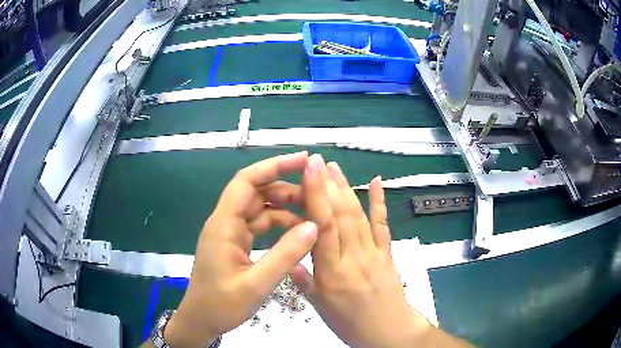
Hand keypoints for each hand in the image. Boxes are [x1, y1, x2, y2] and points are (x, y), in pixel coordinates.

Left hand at [164, 152, 318, 347]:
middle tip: (316, 191)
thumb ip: (285, 256)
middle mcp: (226, 222)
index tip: (303, 160)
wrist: (201, 320)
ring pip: (260, 209)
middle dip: (285, 187)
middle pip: (256, 192)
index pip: (247, 182)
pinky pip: (259, 226)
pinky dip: (279, 225)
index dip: (274, 166)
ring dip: (285, 207)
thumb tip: (313, 226)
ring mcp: (230, 233)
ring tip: (313, 213)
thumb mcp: (256, 284)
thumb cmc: (221, 304)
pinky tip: (297, 232)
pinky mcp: (235, 244)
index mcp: (224, 225)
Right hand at [292, 154, 431, 347]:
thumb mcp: (319, 307)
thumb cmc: (350, 323)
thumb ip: (305, 281)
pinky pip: (383, 225)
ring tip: (335, 167)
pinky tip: (377, 182)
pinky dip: (380, 202)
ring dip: (347, 188)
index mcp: (333, 271)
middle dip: (328, 184)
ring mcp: (374, 252)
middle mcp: (354, 256)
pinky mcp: (387, 253)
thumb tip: (289, 259)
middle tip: (318, 160)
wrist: (388, 331)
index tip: (309, 170)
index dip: (316, 194)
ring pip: (358, 215)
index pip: (323, 226)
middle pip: (341, 214)